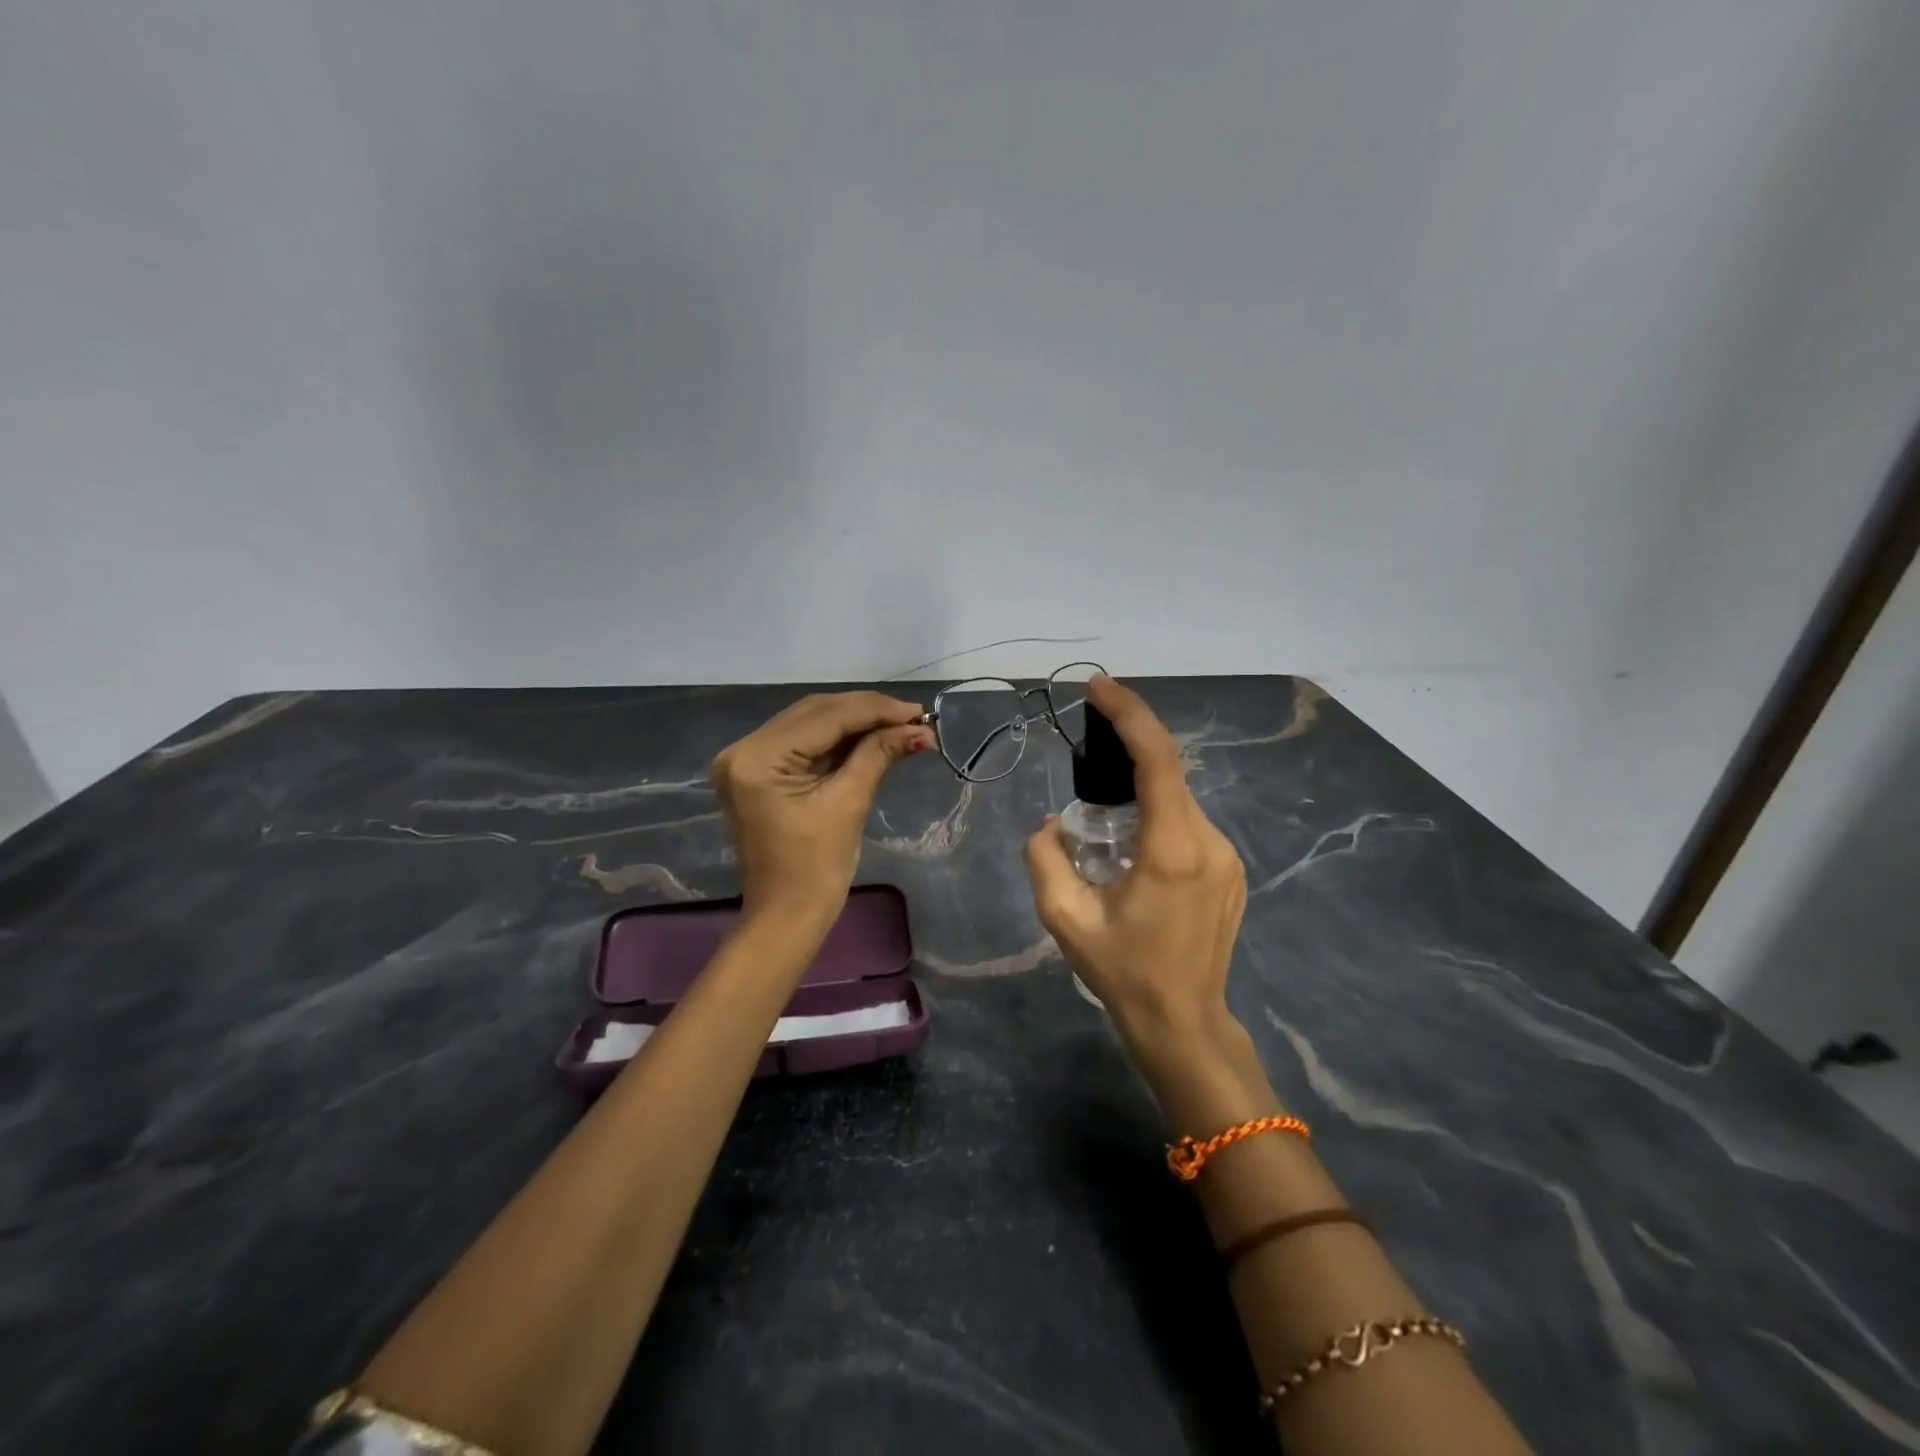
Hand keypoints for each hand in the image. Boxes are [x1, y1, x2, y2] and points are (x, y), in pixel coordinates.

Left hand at [713, 691, 933, 924]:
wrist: (786, 916)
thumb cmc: (816, 869)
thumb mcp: (849, 803)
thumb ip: (880, 754)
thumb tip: (920, 729)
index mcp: (758, 758)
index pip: (825, 717)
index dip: (875, 710)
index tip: (919, 713)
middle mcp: (743, 748)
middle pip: (815, 712)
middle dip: (867, 712)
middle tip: (914, 718)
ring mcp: (747, 759)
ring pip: (811, 722)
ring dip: (855, 721)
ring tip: (900, 725)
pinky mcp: (758, 770)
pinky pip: (804, 741)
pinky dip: (838, 738)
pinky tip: (872, 736)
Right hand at [1024, 676, 1247, 1044]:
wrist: (1183, 1022)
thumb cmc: (1123, 973)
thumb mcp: (1065, 920)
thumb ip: (1046, 860)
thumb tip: (1051, 826)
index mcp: (1172, 851)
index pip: (1159, 761)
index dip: (1130, 715)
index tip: (1099, 687)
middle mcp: (1210, 843)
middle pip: (1168, 776)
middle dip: (1127, 758)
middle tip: (1086, 766)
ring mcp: (1227, 856)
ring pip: (1178, 802)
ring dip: (1141, 797)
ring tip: (1105, 830)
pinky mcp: (1231, 869)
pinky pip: (1189, 824)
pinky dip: (1158, 818)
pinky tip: (1133, 852)